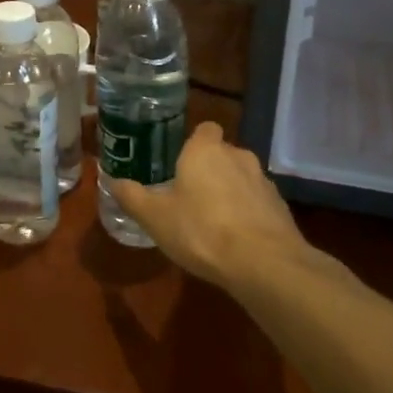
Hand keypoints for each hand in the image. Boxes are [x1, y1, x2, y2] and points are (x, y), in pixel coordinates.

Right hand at [111, 124, 308, 288]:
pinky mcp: (280, 207)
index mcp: (205, 151)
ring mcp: (263, 182)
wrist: (263, 263)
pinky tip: (235, 239)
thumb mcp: (154, 217)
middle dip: (209, 170)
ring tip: (212, 222)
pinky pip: (257, 203)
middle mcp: (238, 156)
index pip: (205, 128)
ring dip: (229, 192)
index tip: (180, 162)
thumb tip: (112, 181)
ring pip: (241, 178)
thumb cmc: (201, 230)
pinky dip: (247, 214)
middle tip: (188, 196)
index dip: (194, 143)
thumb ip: (132, 197)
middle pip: (222, 154)